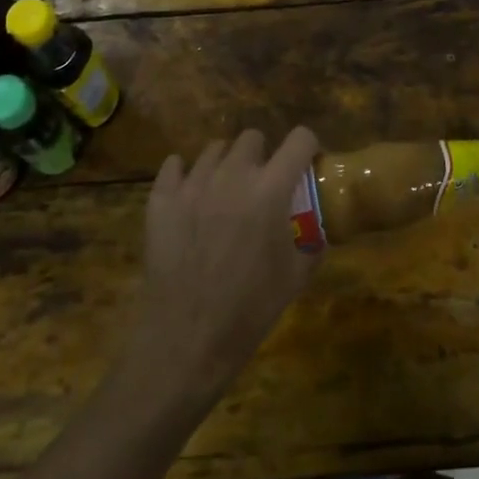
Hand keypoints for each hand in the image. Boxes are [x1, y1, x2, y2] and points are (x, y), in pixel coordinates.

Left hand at [125, 127, 321, 404]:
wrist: (186, 340)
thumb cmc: (249, 310)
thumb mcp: (296, 278)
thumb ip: (311, 242)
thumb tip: (317, 228)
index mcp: (270, 189)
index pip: (299, 139)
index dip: (307, 147)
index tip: (306, 163)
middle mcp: (232, 174)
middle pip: (252, 137)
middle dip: (263, 155)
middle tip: (262, 184)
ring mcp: (193, 183)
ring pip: (214, 149)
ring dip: (226, 164)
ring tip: (224, 192)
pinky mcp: (162, 198)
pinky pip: (174, 166)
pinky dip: (184, 174)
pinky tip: (190, 195)